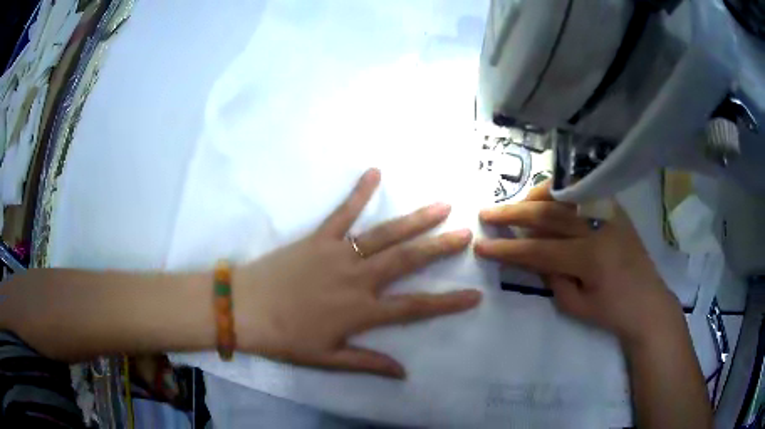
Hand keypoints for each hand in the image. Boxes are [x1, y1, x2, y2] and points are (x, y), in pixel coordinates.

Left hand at [233, 169, 481, 377]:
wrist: (244, 309)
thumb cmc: (285, 338)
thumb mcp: (327, 359)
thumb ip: (367, 362)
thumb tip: (403, 373)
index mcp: (361, 311)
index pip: (415, 307)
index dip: (447, 302)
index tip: (474, 294)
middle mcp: (357, 279)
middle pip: (407, 261)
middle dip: (440, 247)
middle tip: (467, 233)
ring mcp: (338, 254)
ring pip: (384, 235)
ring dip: (415, 220)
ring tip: (441, 206)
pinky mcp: (318, 238)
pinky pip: (342, 213)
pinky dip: (359, 193)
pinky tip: (375, 172)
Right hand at [474, 181, 680, 345]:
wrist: (649, 303)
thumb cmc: (613, 312)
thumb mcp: (576, 306)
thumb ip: (551, 278)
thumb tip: (532, 255)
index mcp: (590, 258)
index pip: (539, 250)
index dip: (508, 249)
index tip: (483, 246)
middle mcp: (599, 228)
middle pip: (548, 214)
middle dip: (513, 214)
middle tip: (487, 213)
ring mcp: (609, 214)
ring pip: (565, 194)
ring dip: (536, 196)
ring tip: (516, 204)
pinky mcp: (615, 209)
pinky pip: (583, 192)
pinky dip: (561, 192)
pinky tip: (548, 197)